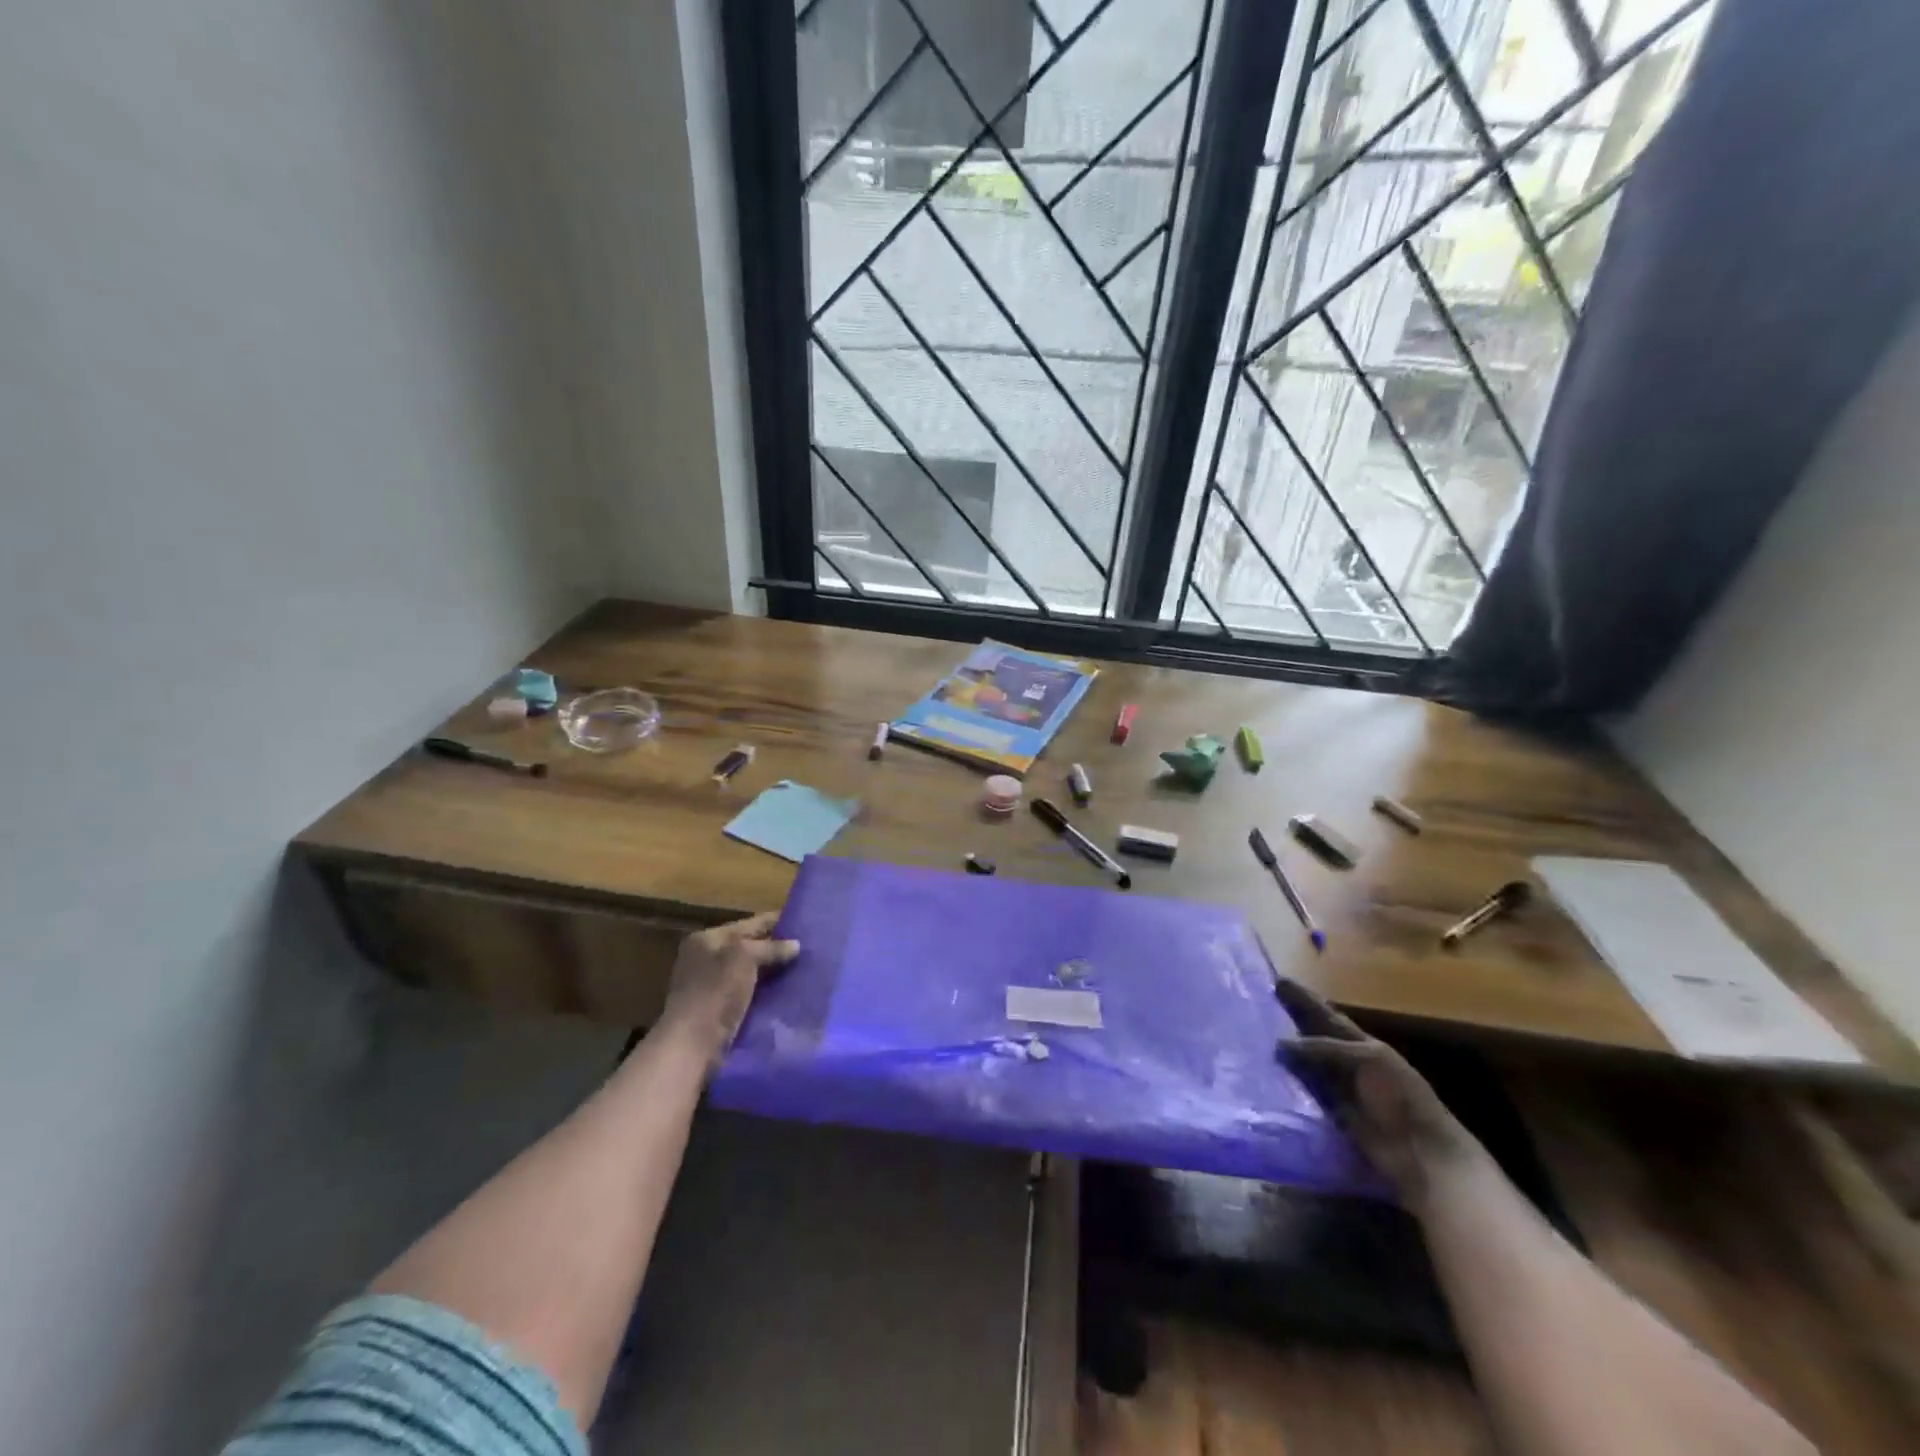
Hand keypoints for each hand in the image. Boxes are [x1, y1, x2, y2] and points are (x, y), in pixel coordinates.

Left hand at [659, 912, 800, 1062]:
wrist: (692, 1046)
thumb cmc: (715, 992)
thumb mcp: (744, 957)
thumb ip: (771, 947)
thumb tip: (796, 945)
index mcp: (706, 939)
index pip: (749, 924)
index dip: (776, 922)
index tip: (805, 923)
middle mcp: (706, 959)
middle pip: (749, 947)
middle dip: (776, 948)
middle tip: (809, 948)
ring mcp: (710, 986)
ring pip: (751, 972)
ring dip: (773, 972)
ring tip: (805, 969)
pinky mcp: (718, 1010)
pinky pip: (749, 993)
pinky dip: (766, 992)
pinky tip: (789, 992)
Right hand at [1275, 979, 1483, 1211]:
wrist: (1422, 1154)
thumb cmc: (1401, 1098)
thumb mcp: (1367, 1060)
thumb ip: (1324, 1049)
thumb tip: (1278, 1044)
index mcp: (1363, 1044)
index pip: (1327, 1015)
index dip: (1304, 999)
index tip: (1278, 980)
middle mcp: (1349, 1062)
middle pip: (1313, 1036)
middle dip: (1290, 1020)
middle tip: (1259, 1004)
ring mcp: (1340, 1089)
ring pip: (1306, 1062)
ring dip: (1285, 1051)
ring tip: (1254, 1035)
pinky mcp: (1331, 1114)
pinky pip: (1305, 1091)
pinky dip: (1288, 1081)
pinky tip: (1265, 1074)